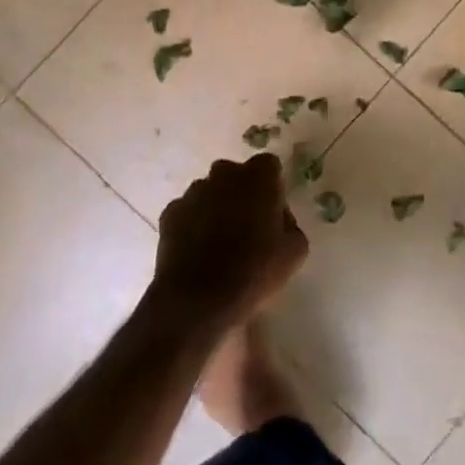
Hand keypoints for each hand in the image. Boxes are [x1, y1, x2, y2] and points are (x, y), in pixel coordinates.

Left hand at [152, 154, 307, 333]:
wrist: (198, 299)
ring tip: (220, 244)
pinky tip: (198, 252)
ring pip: (210, 192)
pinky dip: (193, 224)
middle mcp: (224, 174)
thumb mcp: (295, 251)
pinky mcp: (170, 212)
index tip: (273, 213)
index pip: (269, 165)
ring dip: (216, 207)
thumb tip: (278, 219)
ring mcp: (193, 192)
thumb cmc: (254, 270)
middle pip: (236, 175)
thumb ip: (290, 224)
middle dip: (242, 193)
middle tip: (248, 227)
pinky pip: (188, 212)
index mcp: (258, 177)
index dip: (272, 187)